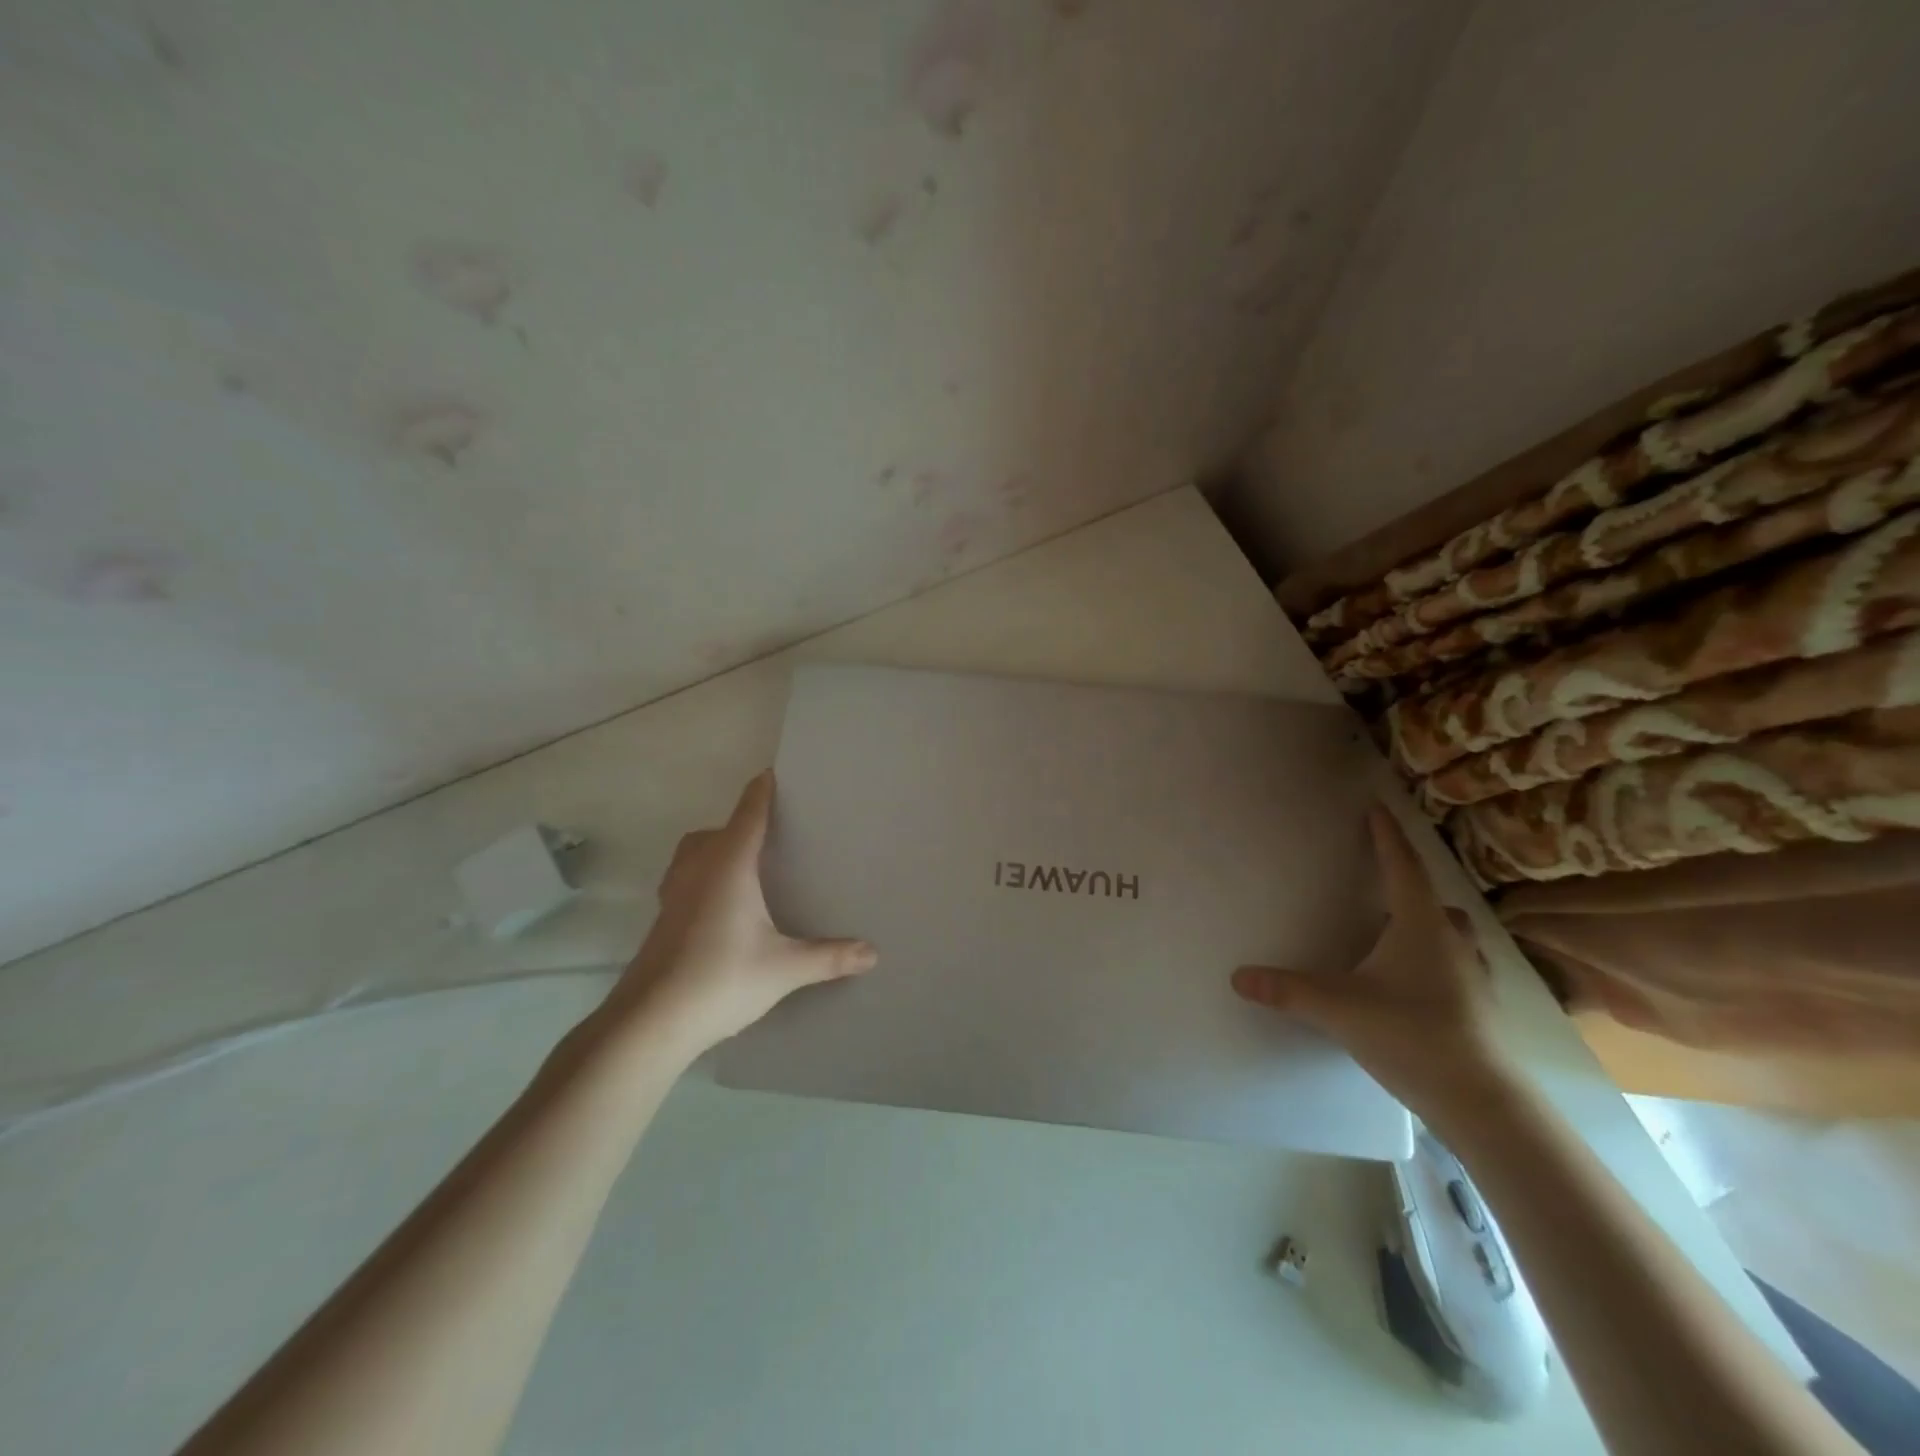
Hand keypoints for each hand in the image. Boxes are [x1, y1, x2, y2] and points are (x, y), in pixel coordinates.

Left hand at [602, 771, 876, 1056]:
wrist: (649, 1022)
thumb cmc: (720, 979)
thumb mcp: (784, 968)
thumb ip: (828, 957)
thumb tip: (872, 953)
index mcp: (729, 866)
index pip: (749, 816)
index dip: (762, 792)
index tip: (773, 774)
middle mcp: (698, 870)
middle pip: (716, 831)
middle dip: (741, 823)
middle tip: (772, 833)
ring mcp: (674, 894)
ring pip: (693, 853)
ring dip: (715, 848)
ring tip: (745, 865)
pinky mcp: (662, 919)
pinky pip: (684, 878)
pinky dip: (702, 875)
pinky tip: (720, 906)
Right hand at [1230, 803, 1519, 1123]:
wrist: (1482, 1100)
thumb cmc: (1410, 1035)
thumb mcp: (1337, 1008)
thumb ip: (1286, 990)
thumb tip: (1237, 977)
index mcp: (1419, 926)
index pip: (1402, 868)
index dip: (1388, 837)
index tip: (1378, 810)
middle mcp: (1451, 941)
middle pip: (1432, 899)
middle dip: (1408, 884)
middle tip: (1381, 880)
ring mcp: (1472, 975)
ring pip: (1450, 933)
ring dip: (1426, 922)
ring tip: (1396, 930)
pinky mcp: (1480, 1005)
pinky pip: (1456, 963)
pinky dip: (1436, 957)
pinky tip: (1417, 979)